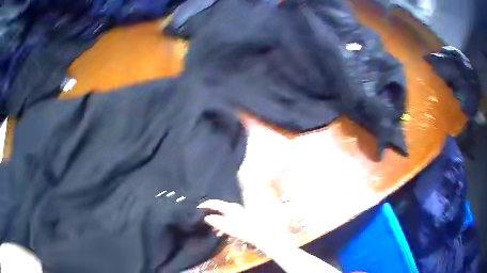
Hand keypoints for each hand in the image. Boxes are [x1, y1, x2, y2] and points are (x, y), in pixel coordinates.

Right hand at [197, 199, 283, 249]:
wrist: (260, 235)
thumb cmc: (244, 230)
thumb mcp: (228, 227)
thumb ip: (216, 222)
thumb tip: (206, 217)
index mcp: (230, 207)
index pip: (214, 202)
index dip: (204, 205)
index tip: (196, 208)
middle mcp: (233, 207)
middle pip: (218, 208)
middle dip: (210, 215)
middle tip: (204, 222)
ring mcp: (237, 212)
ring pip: (222, 215)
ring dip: (217, 222)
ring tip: (214, 231)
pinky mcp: (239, 218)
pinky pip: (227, 218)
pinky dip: (223, 224)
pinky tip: (221, 232)